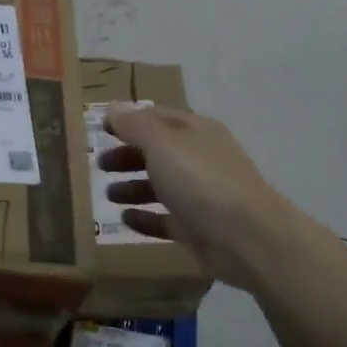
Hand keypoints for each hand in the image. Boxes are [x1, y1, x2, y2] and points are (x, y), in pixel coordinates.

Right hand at [99, 103, 310, 291]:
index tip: (99, 128)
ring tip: (107, 194)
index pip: (157, 117)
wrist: (247, 239)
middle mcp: (200, 159)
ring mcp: (200, 196)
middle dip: (127, 156)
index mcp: (195, 132)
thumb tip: (114, 108)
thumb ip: (135, 126)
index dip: (128, 119)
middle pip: (157, 152)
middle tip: (99, 164)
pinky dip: (145, 218)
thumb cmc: (201, 181)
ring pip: (161, 186)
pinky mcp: (197, 229)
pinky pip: (165, 220)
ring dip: (133, 187)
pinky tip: (124, 219)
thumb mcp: (162, 145)